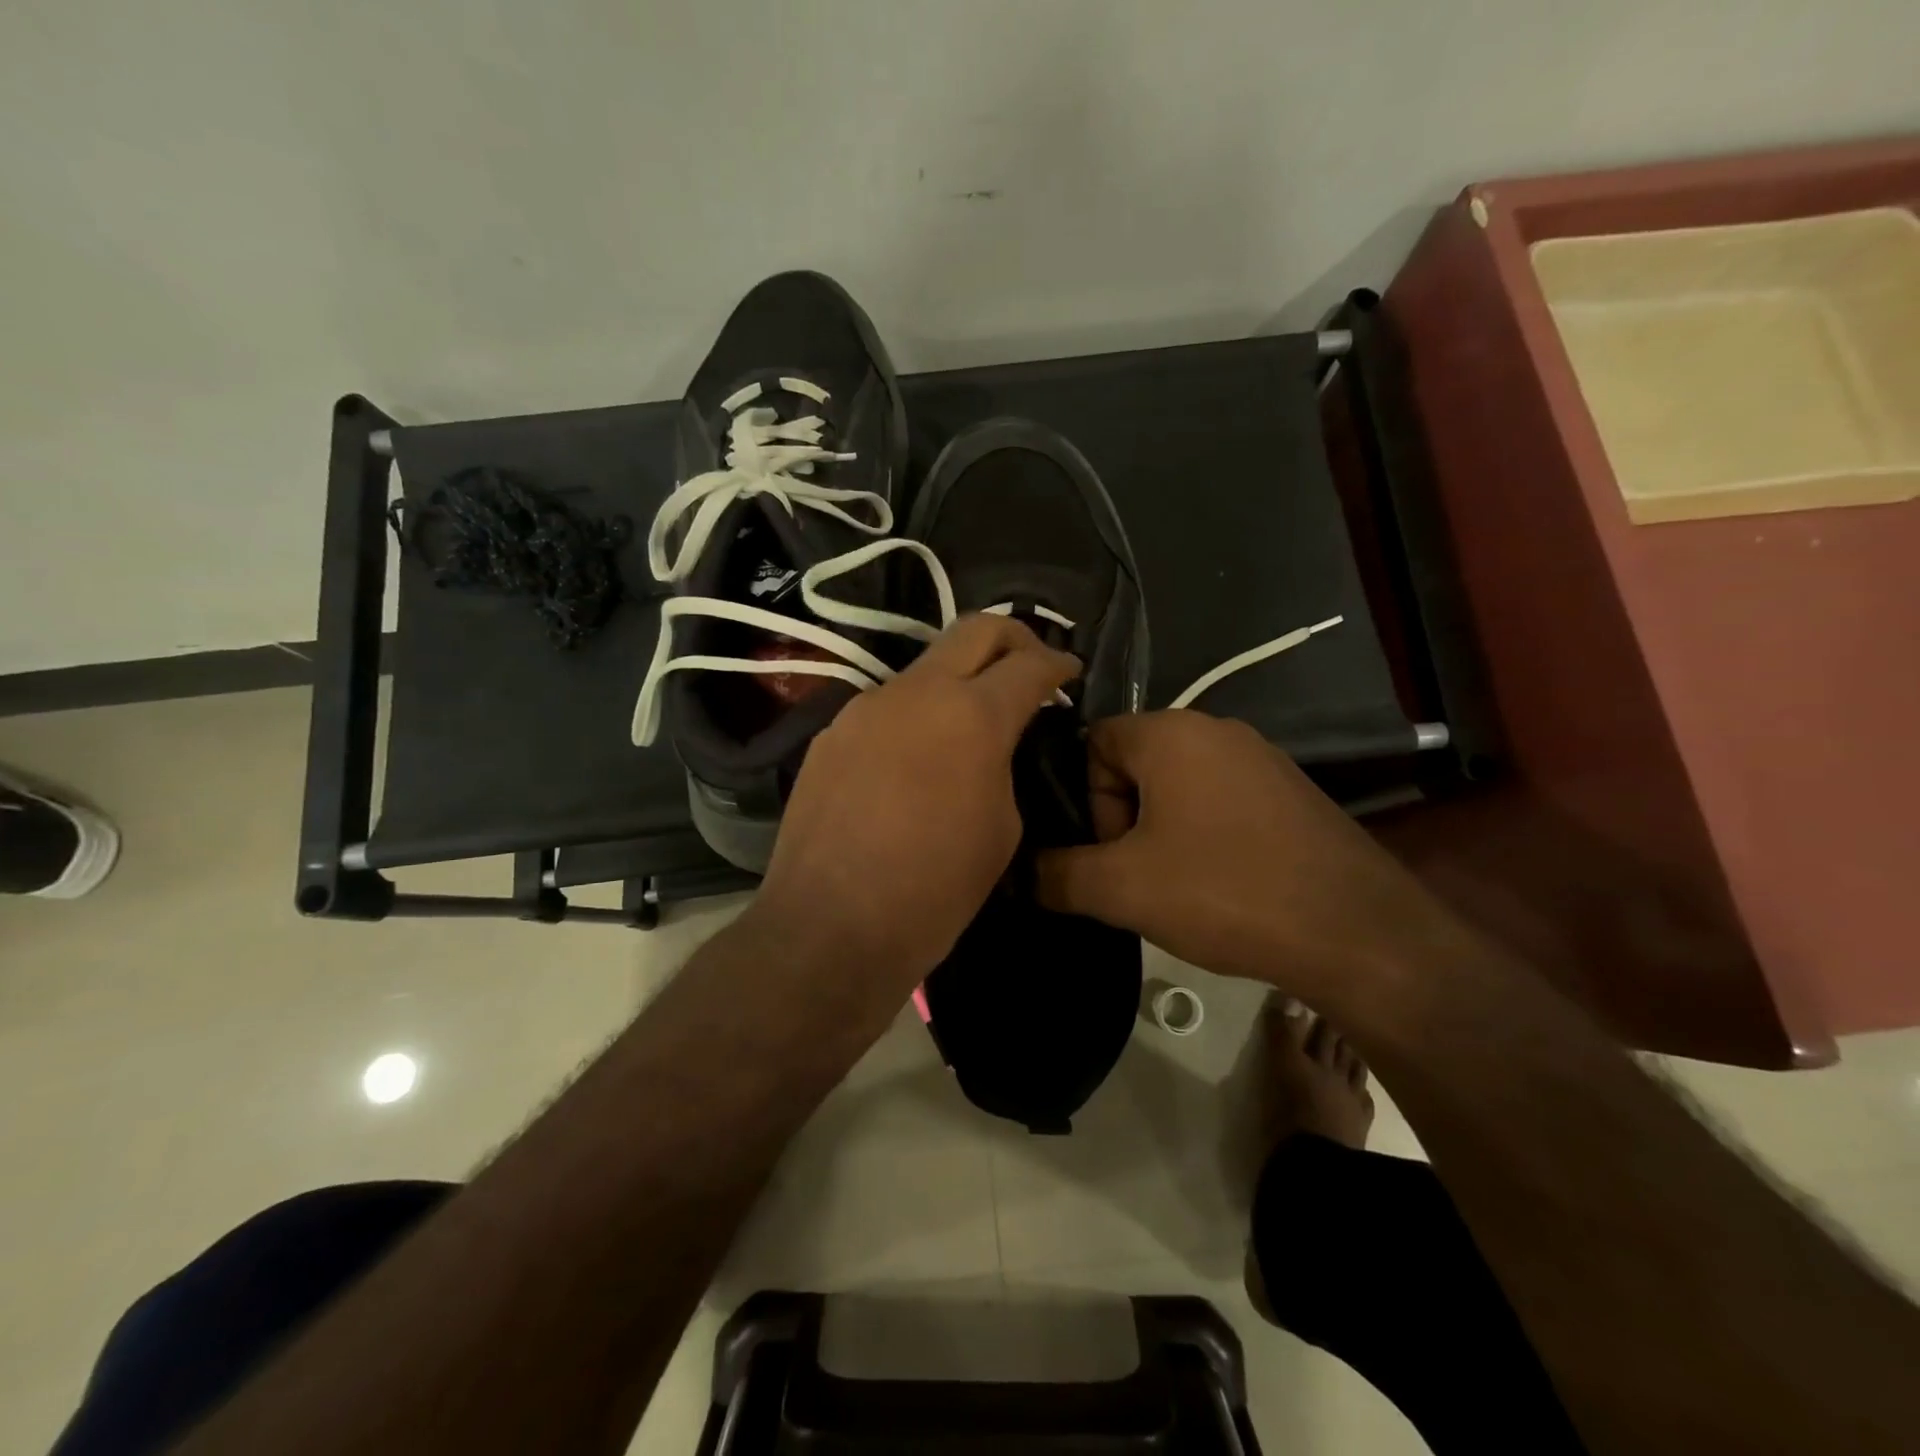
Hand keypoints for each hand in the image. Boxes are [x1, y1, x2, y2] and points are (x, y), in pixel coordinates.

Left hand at [750, 615, 1079, 991]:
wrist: (830, 929)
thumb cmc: (934, 891)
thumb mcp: (1002, 830)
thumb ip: (1004, 767)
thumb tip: (994, 749)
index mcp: (971, 715)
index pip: (1029, 664)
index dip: (1058, 663)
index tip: (1069, 671)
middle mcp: (915, 692)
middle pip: (975, 629)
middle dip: (1014, 638)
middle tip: (1030, 668)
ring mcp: (864, 708)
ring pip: (924, 669)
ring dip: (957, 682)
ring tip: (969, 725)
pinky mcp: (831, 735)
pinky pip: (886, 709)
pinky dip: (915, 718)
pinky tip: (915, 762)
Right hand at [1034, 710, 1454, 998]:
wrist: (1356, 932)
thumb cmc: (1225, 891)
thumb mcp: (1121, 888)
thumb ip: (1057, 874)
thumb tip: (1020, 873)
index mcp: (1170, 732)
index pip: (1093, 741)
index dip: (1084, 798)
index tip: (1104, 851)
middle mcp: (1216, 729)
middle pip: (1134, 764)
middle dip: (1121, 819)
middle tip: (1135, 875)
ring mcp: (1260, 759)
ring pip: (1177, 786)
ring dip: (1160, 831)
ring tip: (1177, 887)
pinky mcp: (1290, 792)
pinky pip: (1220, 801)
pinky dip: (1203, 836)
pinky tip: (1221, 884)